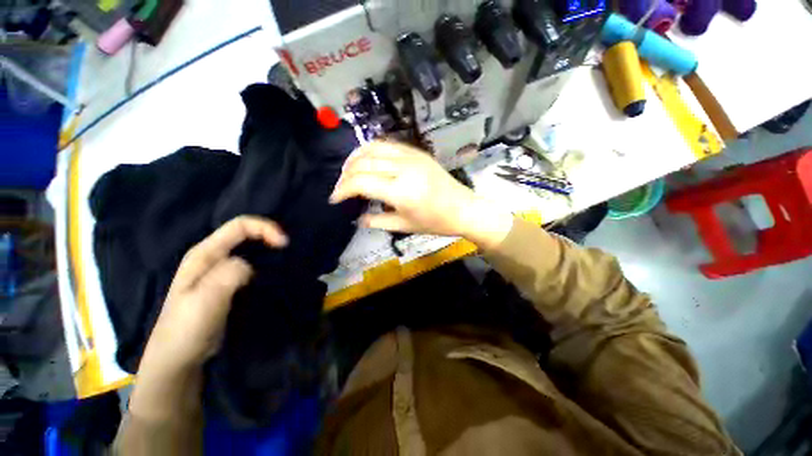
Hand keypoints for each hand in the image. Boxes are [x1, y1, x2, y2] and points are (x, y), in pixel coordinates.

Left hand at [138, 216, 288, 373]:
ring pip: (249, 250)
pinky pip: (250, 265)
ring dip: (268, 251)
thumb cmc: (187, 328)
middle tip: (287, 251)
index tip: (284, 244)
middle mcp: (212, 257)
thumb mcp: (206, 298)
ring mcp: (219, 271)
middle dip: (269, 237)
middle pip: (245, 234)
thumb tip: (249, 265)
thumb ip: (229, 273)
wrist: (179, 359)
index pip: (239, 226)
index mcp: (204, 254)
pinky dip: (265, 265)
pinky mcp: (227, 284)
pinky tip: (272, 275)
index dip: (264, 228)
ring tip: (284, 262)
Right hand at [330, 141, 513, 249]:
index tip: (334, 199)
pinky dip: (371, 150)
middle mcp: (403, 169)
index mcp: (401, 191)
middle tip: (341, 187)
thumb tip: (358, 219)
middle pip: (363, 163)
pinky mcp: (416, 152)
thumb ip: (377, 221)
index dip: (342, 190)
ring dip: (355, 158)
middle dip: (345, 175)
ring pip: (372, 148)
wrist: (464, 208)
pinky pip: (387, 145)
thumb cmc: (435, 222)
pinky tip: (367, 160)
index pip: (360, 183)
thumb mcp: (404, 226)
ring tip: (349, 171)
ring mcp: (411, 156)